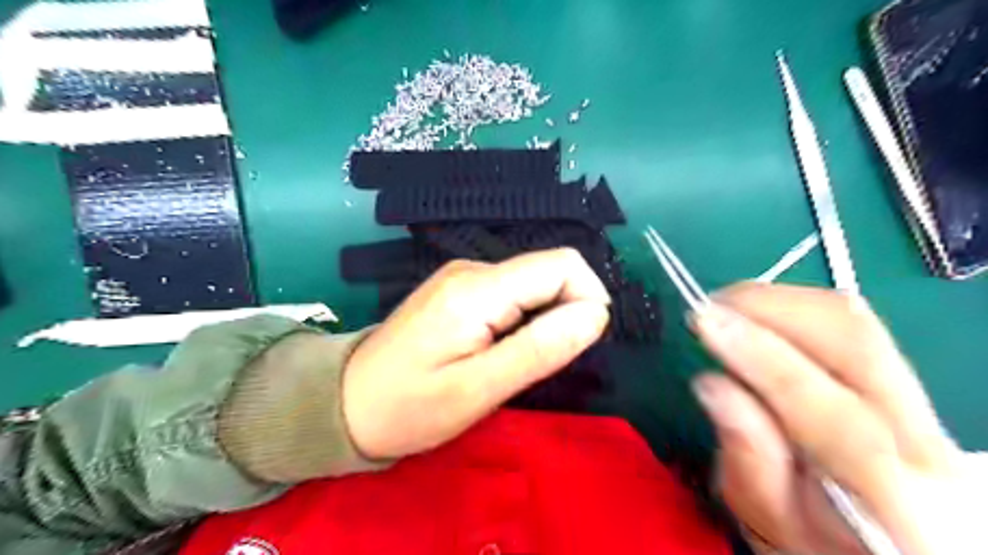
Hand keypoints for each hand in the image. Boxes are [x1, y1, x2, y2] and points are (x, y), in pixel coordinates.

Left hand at [345, 249, 614, 460]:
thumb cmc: (409, 406)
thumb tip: (596, 314)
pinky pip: (512, 293)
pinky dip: (524, 318)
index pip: (562, 265)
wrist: (345, 402)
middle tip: (540, 363)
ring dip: (544, 318)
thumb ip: (540, 349)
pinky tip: (499, 349)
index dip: (588, 298)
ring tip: (514, 362)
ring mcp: (463, 276)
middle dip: (565, 312)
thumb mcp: (478, 389)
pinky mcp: (459, 289)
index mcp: (477, 289)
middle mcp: (472, 269)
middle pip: (549, 270)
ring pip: (533, 283)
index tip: (579, 344)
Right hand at [690, 284, 973, 554]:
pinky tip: (759, 321)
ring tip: (726, 312)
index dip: (757, 354)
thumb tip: (711, 384)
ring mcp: (920, 403)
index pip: (824, 407)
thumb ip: (748, 460)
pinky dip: (793, 309)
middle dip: (768, 306)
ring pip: (852, 319)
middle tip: (708, 308)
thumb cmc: (824, 547)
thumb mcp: (771, 525)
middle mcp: (920, 437)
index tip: (702, 321)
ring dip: (778, 301)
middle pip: (852, 338)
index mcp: (887, 493)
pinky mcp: (903, 381)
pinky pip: (849, 323)